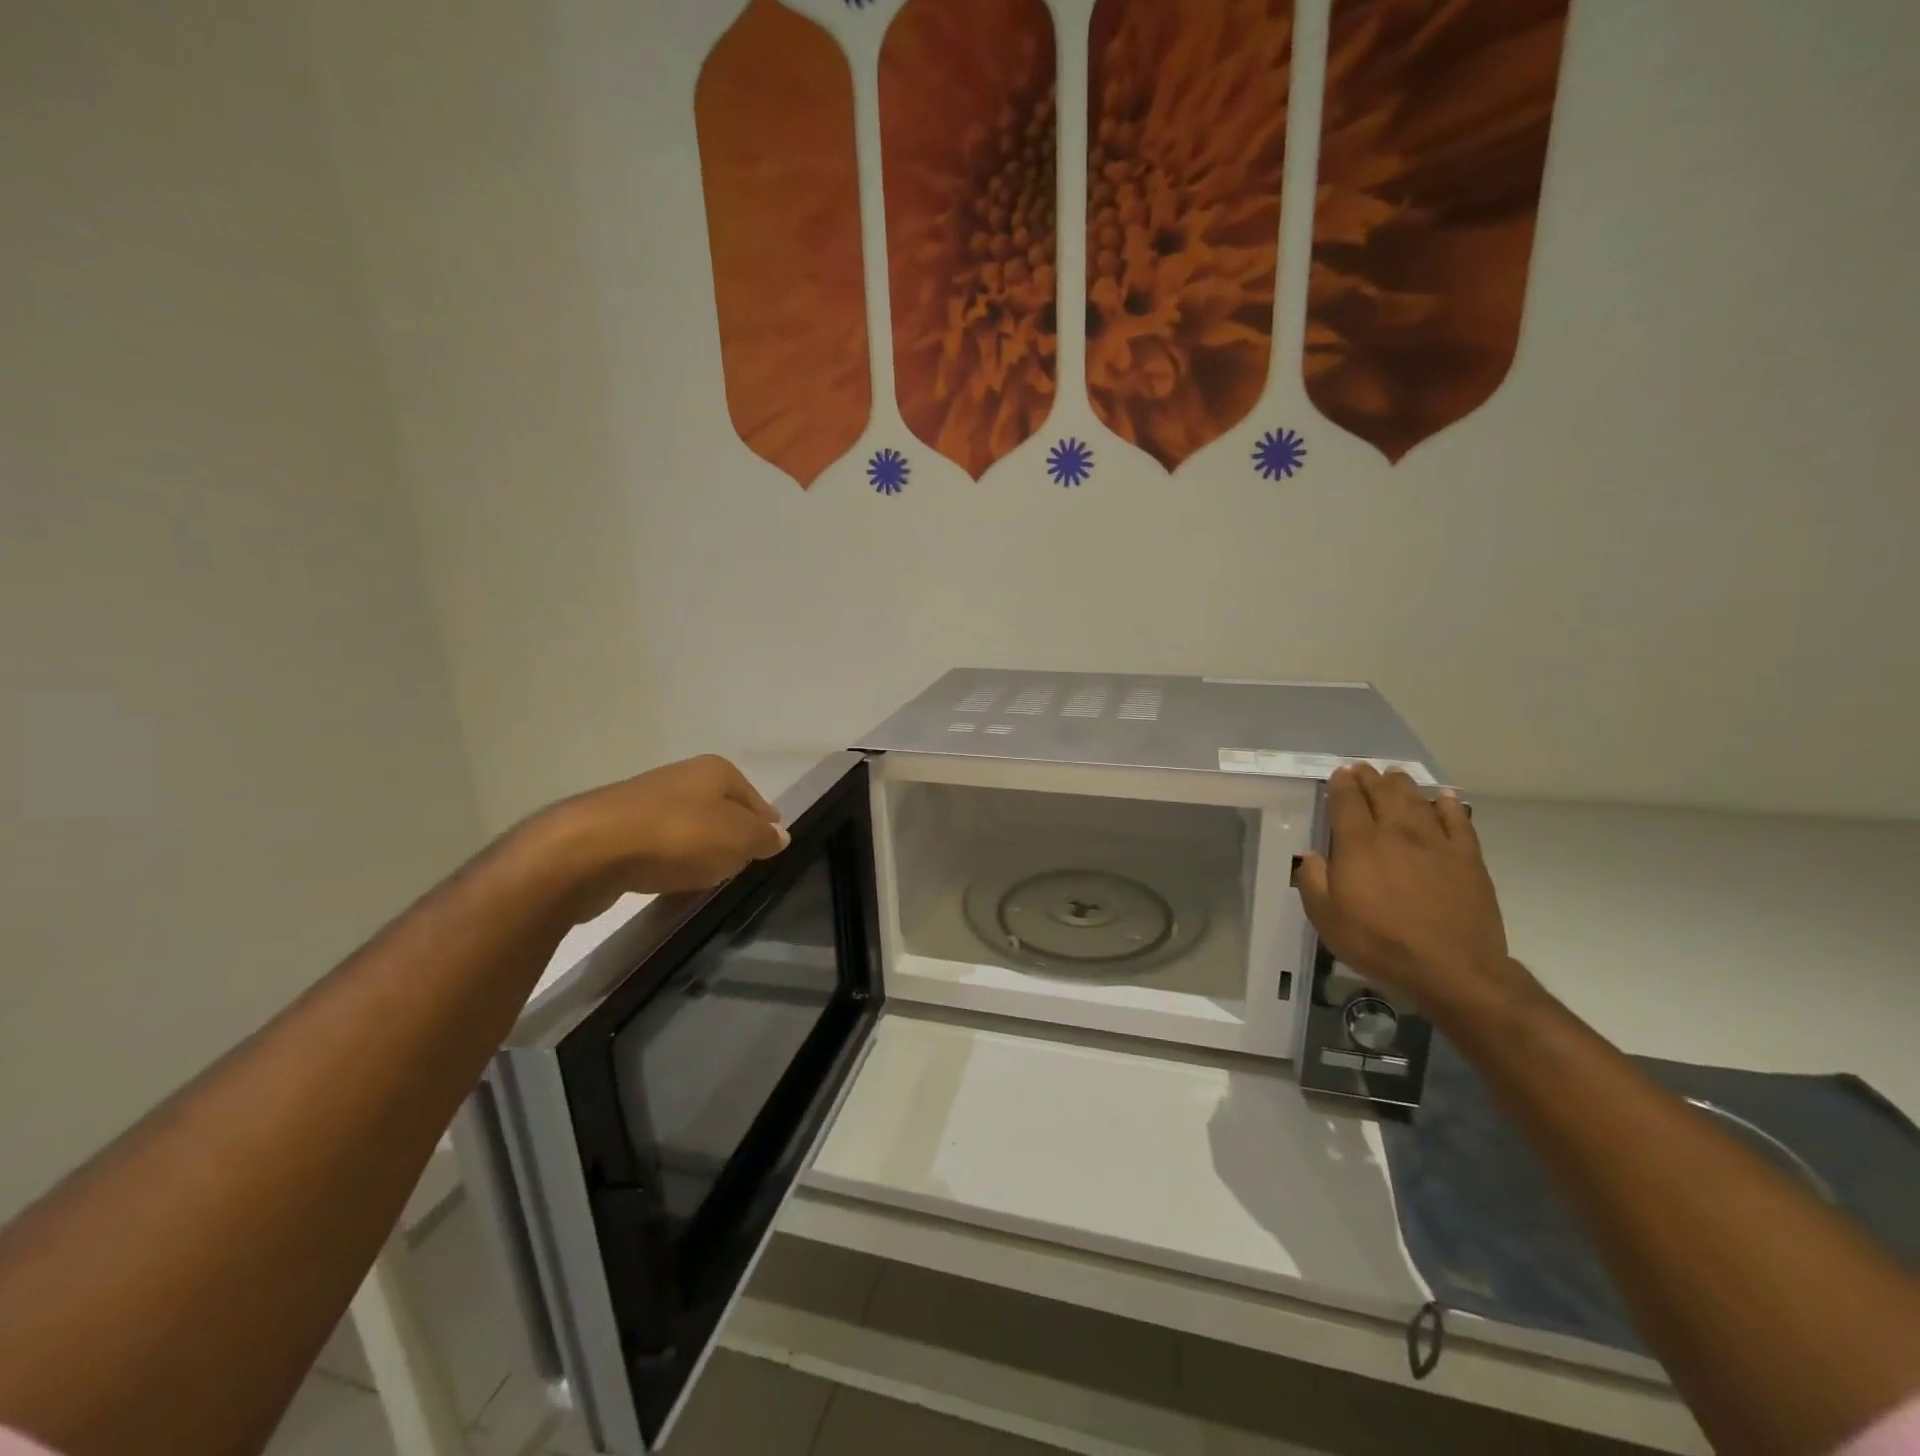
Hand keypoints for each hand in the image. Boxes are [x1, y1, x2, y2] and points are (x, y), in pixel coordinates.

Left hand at [532, 755, 790, 915]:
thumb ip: (762, 838)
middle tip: (737, 868)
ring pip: (687, 828)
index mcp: (716, 770)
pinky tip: (666, 882)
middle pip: (720, 811)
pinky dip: (665, 862)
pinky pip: (656, 846)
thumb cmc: (678, 837)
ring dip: (696, 851)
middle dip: (729, 838)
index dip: (764, 826)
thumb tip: (779, 835)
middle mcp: (682, 776)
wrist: (589, 851)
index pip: (755, 799)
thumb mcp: (738, 839)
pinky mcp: (616, 827)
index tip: (767, 851)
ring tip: (702, 880)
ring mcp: (646, 800)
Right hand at [1293, 765, 1516, 1019]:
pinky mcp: (1467, 858)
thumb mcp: (1326, 919)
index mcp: (1359, 845)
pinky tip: (1442, 798)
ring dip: (1402, 784)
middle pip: (1383, 793)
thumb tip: (1311, 855)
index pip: (1347, 801)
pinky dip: (1448, 805)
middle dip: (1370, 777)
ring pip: (1417, 800)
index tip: (1339, 774)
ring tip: (1394, 776)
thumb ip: (1313, 881)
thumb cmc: (1380, 943)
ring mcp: (1436, 842)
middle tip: (1363, 769)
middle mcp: (1396, 833)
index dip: (1342, 784)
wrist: (1453, 969)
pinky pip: (1458, 821)